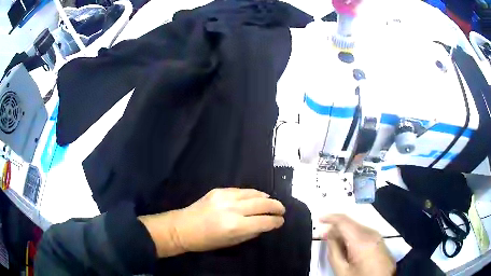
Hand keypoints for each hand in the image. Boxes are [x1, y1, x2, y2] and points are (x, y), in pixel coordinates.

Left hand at [139, 188, 284, 257]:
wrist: (183, 227)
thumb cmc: (206, 241)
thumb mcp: (231, 242)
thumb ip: (250, 233)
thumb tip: (264, 225)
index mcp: (236, 226)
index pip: (264, 221)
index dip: (276, 222)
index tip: (281, 222)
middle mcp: (233, 209)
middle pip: (262, 204)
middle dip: (276, 207)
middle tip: (282, 210)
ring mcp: (225, 197)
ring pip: (253, 193)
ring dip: (266, 198)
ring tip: (272, 202)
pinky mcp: (218, 190)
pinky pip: (241, 190)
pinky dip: (252, 193)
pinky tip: (256, 196)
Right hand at [320, 214, 394, 275]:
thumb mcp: (342, 270)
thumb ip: (333, 250)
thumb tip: (328, 233)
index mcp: (361, 240)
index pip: (344, 221)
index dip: (330, 217)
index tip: (320, 219)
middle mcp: (371, 233)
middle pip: (350, 223)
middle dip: (337, 227)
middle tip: (326, 238)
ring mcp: (377, 236)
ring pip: (356, 227)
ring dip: (344, 232)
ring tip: (336, 245)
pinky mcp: (379, 240)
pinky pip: (363, 232)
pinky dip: (352, 236)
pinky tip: (349, 248)